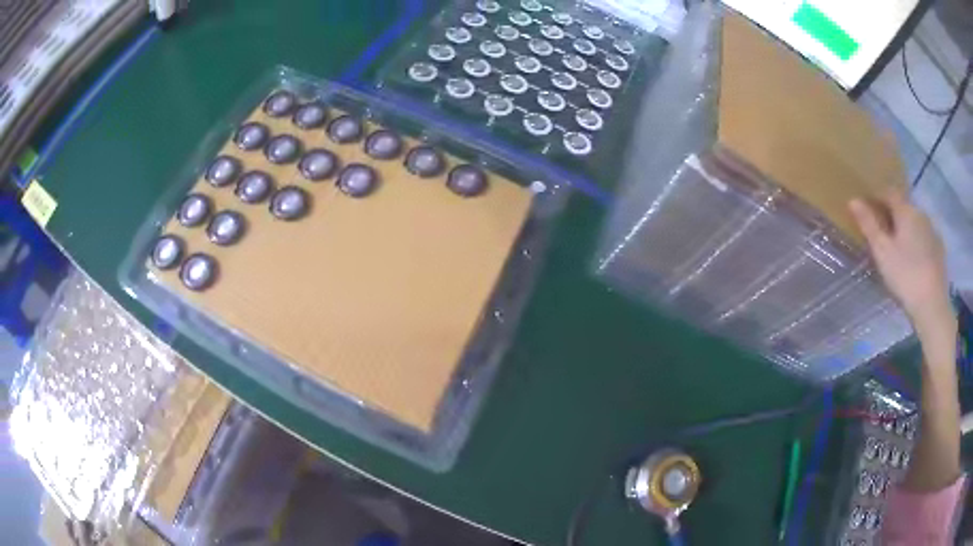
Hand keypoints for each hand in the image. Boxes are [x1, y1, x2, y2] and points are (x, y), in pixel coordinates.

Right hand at [848, 187, 949, 330]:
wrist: (932, 305)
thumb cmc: (905, 276)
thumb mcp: (882, 252)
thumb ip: (868, 225)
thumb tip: (853, 200)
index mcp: (906, 210)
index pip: (889, 192)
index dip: (877, 197)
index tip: (868, 209)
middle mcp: (921, 213)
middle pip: (904, 206)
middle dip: (893, 214)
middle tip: (883, 232)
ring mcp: (933, 232)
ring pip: (916, 222)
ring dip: (907, 229)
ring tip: (899, 248)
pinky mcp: (940, 250)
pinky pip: (926, 238)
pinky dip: (918, 243)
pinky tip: (915, 260)